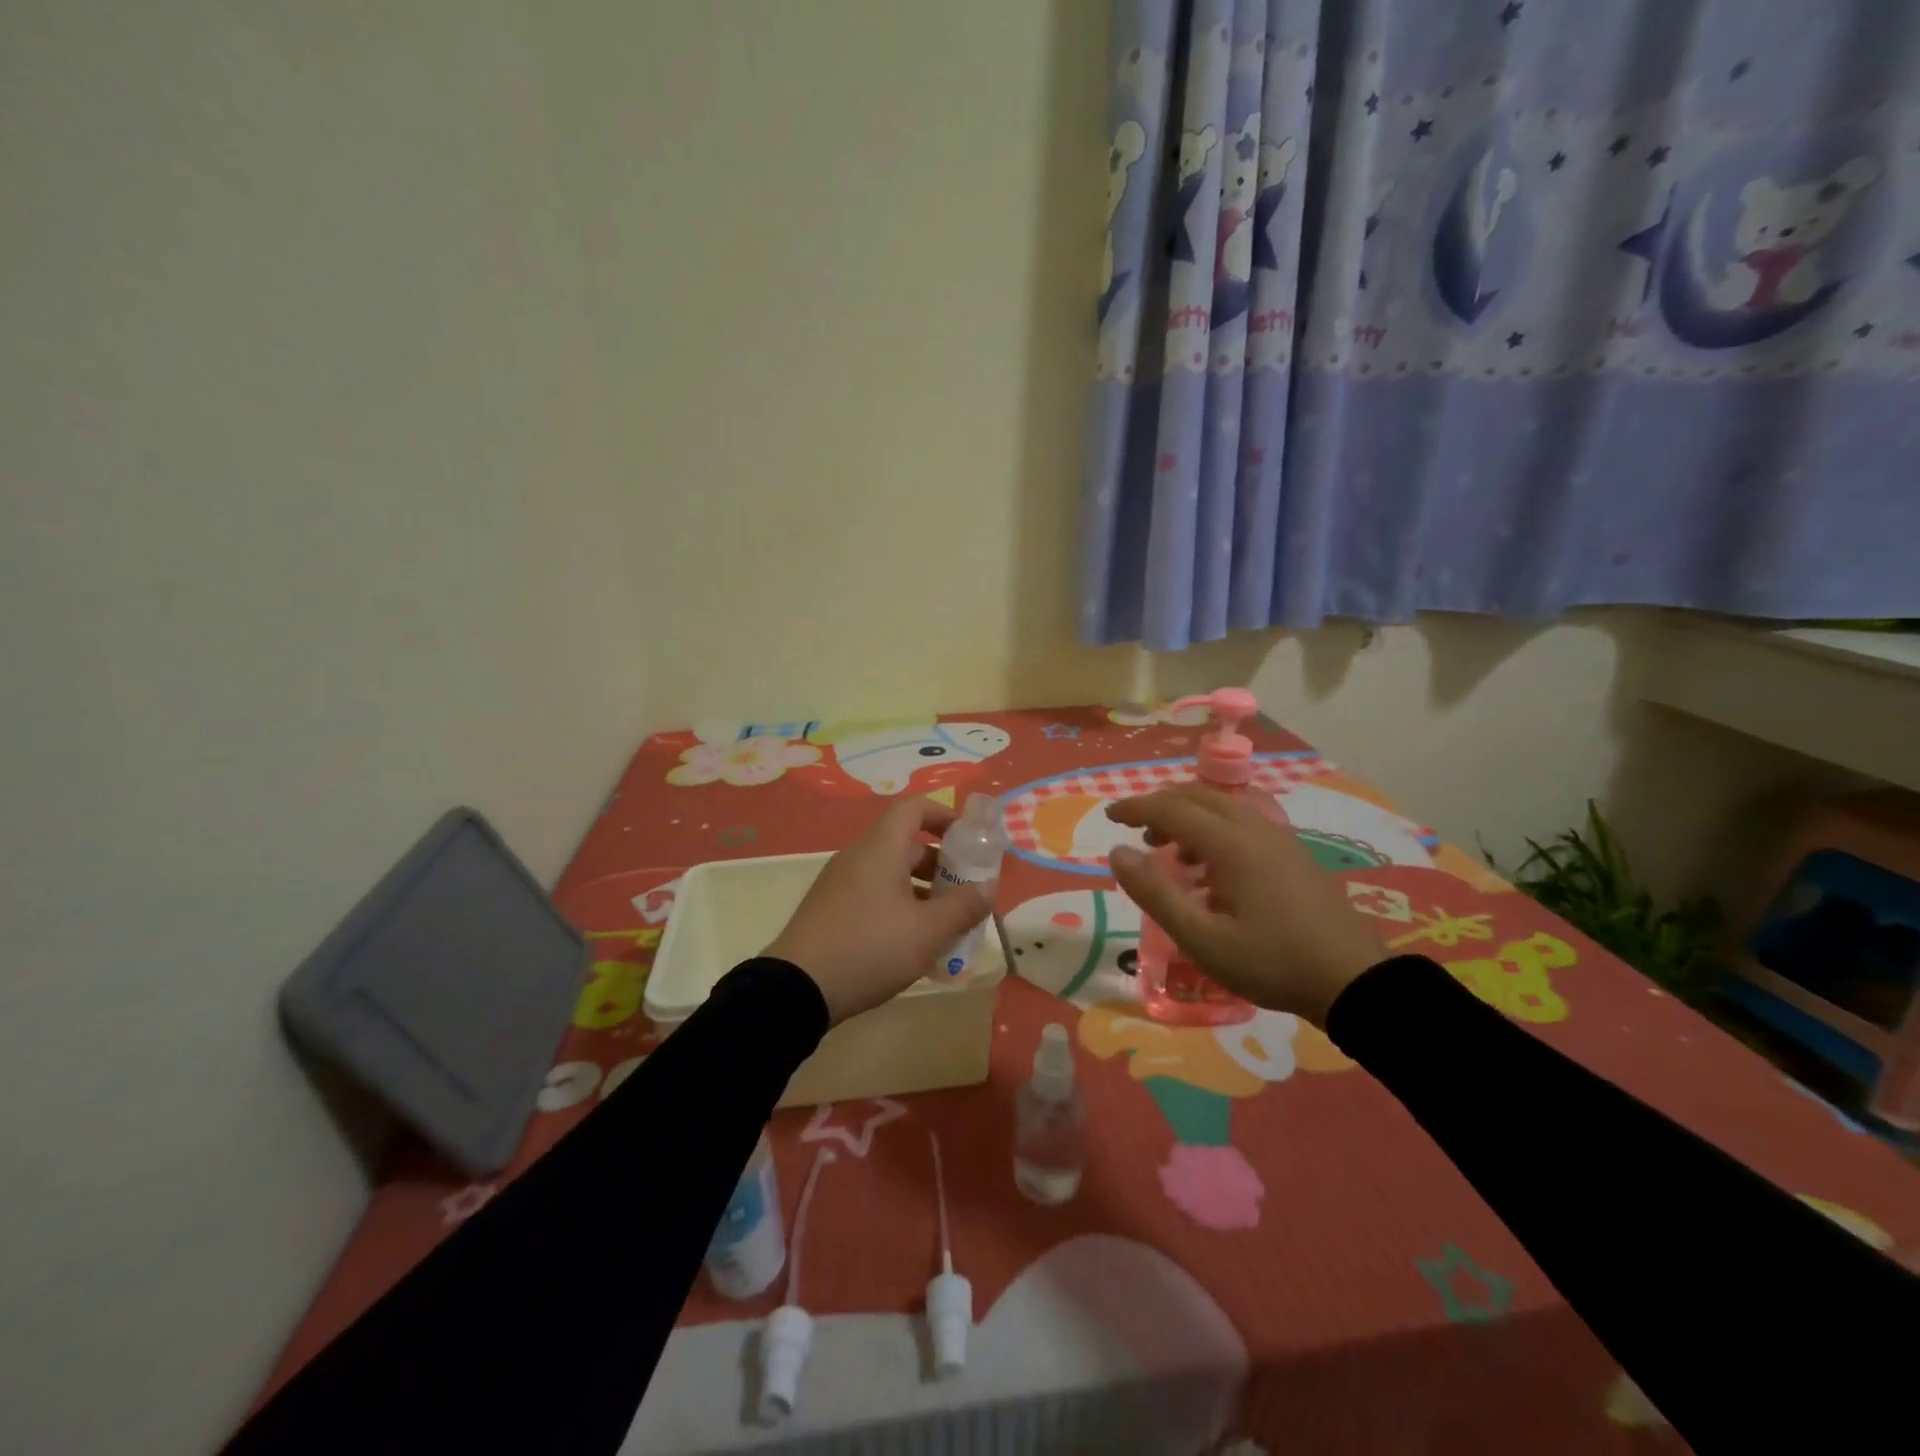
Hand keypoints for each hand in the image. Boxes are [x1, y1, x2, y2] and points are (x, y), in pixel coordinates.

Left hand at [766, 797, 993, 1024]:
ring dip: (923, 890)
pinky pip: (874, 894)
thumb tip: (989, 887)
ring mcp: (840, 884)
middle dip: (942, 864)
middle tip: (966, 893)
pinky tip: (913, 944)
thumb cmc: (870, 948)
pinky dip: (900, 906)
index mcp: (881, 848)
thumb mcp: (927, 931)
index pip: (914, 808)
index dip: (945, 816)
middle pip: (906, 843)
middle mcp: (858, 857)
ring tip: (947, 924)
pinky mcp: (831, 910)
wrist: (796, 989)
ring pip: (891, 873)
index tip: (970, 842)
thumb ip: (964, 906)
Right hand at [1106, 787, 1388, 1026]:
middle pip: (1198, 797)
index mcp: (1231, 843)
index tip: (1110, 817)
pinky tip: (1213, 871)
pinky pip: (1243, 823)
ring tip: (1171, 854)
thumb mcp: (1202, 938)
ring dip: (1189, 819)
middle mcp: (1256, 828)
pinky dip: (1214, 830)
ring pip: (1223, 807)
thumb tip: (1117, 853)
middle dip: (1162, 808)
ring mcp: (1280, 838)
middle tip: (1138, 836)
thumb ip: (1155, 893)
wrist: (1354, 982)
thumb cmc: (1271, 962)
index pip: (1172, 808)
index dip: (1136, 808)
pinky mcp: (1295, 854)